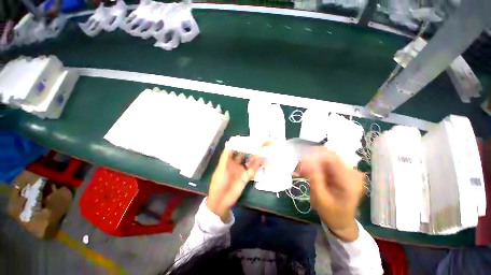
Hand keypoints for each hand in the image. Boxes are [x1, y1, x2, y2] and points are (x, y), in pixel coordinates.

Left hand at [207, 149, 263, 221]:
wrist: (221, 200)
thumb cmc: (218, 182)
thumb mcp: (221, 168)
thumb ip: (226, 155)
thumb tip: (229, 142)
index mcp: (228, 160)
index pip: (235, 149)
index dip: (240, 143)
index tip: (247, 138)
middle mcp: (236, 164)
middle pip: (244, 154)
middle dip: (250, 148)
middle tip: (257, 142)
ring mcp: (241, 170)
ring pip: (250, 161)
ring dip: (255, 155)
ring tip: (262, 148)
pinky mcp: (246, 177)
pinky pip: (253, 169)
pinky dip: (257, 164)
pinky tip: (261, 158)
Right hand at [300, 147, 363, 241]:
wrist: (342, 221)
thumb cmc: (332, 213)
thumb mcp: (321, 199)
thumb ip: (315, 179)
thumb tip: (306, 161)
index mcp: (349, 180)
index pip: (331, 158)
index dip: (314, 157)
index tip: (300, 164)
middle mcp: (351, 172)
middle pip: (328, 155)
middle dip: (311, 159)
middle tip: (298, 169)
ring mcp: (347, 170)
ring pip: (325, 158)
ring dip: (311, 163)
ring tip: (300, 172)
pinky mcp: (341, 171)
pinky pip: (325, 163)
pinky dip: (313, 166)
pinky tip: (305, 172)